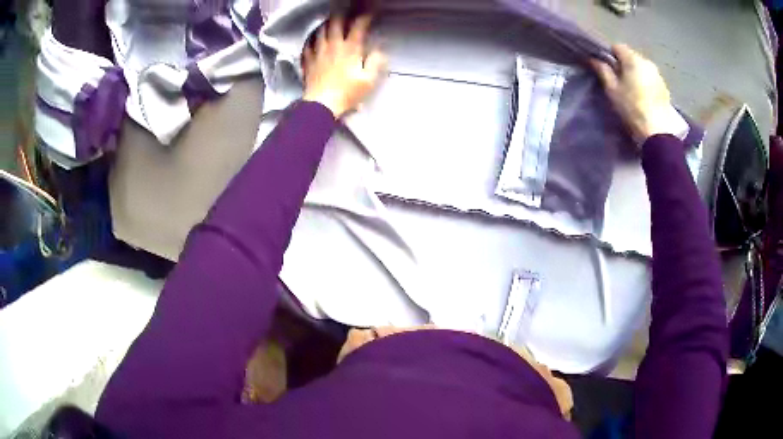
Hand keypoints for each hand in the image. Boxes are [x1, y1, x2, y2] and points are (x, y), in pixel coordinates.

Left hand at [302, 15, 386, 117]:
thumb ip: (376, 61)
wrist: (321, 105)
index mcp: (350, 49)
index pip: (358, 26)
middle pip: (336, 23)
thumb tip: (379, 49)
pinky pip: (308, 44)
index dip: (365, 17)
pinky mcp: (308, 61)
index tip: (370, 13)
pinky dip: (312, 38)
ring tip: (331, 20)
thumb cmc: (347, 93)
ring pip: (320, 30)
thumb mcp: (369, 80)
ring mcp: (318, 52)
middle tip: (347, 11)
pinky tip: (314, 38)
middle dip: (342, 14)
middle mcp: (333, 46)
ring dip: (327, 23)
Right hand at [591, 44, 678, 146]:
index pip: (617, 47)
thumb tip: (594, 59)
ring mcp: (658, 75)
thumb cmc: (632, 108)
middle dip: (624, 65)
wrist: (657, 132)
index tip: (606, 68)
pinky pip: (651, 79)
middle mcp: (647, 62)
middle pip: (631, 57)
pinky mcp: (665, 88)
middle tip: (618, 81)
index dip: (609, 55)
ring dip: (636, 74)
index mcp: (633, 59)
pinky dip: (645, 84)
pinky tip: (643, 98)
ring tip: (632, 91)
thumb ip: (603, 71)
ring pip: (642, 68)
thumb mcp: (612, 90)